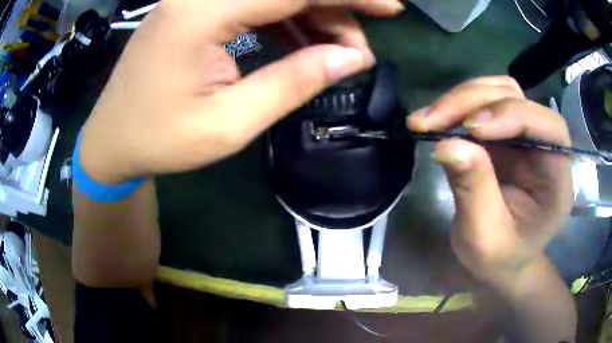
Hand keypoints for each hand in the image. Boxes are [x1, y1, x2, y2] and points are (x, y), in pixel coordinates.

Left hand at [79, 0, 404, 183]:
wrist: (112, 139)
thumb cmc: (159, 140)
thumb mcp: (229, 123)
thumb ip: (294, 82)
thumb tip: (352, 58)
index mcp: (202, 12)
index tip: (391, 7)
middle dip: (334, 7)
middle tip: (359, 44)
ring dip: (312, 14)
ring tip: (336, 50)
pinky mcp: (195, 8)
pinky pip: (253, 2)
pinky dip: (286, 18)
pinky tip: (302, 42)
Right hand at [407, 76, 573, 286]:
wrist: (501, 258)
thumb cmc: (500, 257)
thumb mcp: (485, 238)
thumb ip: (474, 192)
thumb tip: (446, 144)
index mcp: (556, 178)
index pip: (549, 127)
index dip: (514, 116)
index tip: (471, 129)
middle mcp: (545, 146)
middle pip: (517, 98)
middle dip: (473, 102)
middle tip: (430, 121)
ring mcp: (524, 134)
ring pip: (498, 92)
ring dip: (461, 99)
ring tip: (426, 120)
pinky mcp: (504, 132)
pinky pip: (483, 102)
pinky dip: (457, 105)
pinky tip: (435, 119)